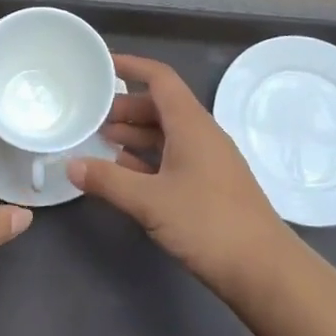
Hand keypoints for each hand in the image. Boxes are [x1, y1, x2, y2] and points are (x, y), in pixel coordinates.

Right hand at [70, 54, 288, 295]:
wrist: (264, 271)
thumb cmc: (208, 223)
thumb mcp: (150, 201)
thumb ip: (107, 180)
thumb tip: (70, 164)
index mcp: (191, 124)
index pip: (160, 78)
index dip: (131, 66)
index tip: (100, 64)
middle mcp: (201, 134)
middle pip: (160, 106)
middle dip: (125, 107)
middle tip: (91, 116)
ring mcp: (208, 161)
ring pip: (166, 134)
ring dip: (135, 134)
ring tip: (101, 142)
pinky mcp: (210, 186)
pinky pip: (173, 158)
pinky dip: (147, 159)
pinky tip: (125, 173)